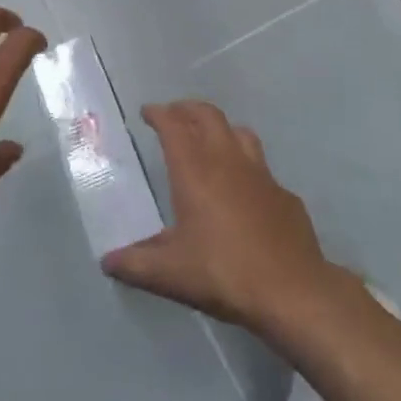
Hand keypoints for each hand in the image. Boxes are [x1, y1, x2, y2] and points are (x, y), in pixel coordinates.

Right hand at [103, 100, 337, 335]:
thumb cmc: (223, 272)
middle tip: (174, 115)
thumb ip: (136, 263)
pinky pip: (261, 167)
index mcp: (195, 171)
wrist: (292, 290)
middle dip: (188, 109)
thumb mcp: (170, 274)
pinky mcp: (284, 194)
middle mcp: (228, 161)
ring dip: (220, 128)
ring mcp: (261, 174)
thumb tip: (108, 260)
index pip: (174, 126)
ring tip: (208, 139)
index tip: (147, 112)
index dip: (159, 113)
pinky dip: (246, 166)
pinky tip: (243, 188)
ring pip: (239, 132)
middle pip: (208, 115)